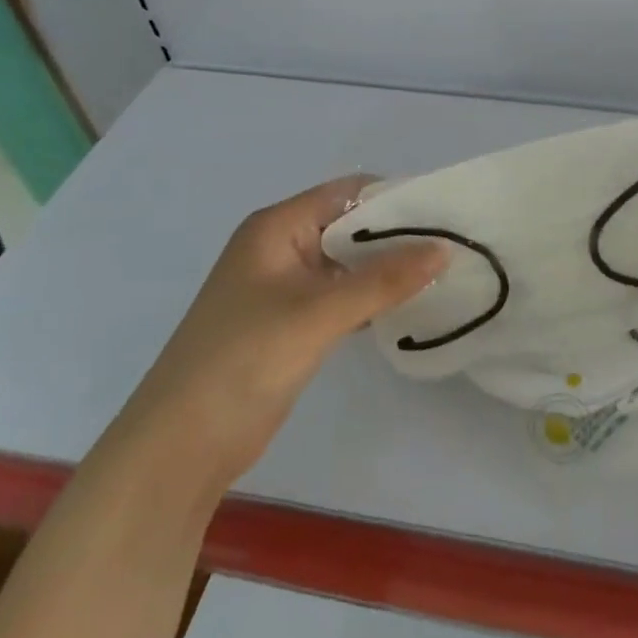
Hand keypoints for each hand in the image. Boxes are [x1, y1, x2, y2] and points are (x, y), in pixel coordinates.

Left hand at [125, 176, 445, 469]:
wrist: (181, 445)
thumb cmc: (243, 361)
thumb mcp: (318, 314)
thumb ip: (383, 280)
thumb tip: (445, 249)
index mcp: (278, 227)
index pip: (349, 193)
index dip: (397, 198)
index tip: (448, 211)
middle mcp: (282, 247)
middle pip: (352, 226)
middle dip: (400, 235)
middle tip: (456, 245)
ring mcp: (286, 287)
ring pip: (349, 264)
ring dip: (390, 268)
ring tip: (446, 272)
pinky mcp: (292, 323)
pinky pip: (342, 296)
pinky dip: (374, 297)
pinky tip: (411, 305)